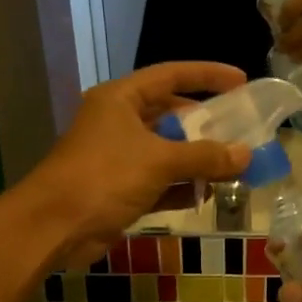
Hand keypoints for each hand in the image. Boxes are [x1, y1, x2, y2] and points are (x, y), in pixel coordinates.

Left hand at [16, 62, 251, 268]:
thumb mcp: (159, 160)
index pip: (171, 75)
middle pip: (171, 115)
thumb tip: (246, 154)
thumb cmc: (104, 177)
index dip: (207, 75)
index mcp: (121, 99)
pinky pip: (160, 183)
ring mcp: (119, 158)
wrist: (55, 226)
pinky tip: (207, 195)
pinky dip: (182, 188)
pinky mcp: (120, 190)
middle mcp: (119, 123)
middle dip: (206, 126)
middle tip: (242, 131)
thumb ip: (205, 156)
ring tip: (236, 166)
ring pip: (168, 152)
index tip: (241, 81)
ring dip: (198, 161)